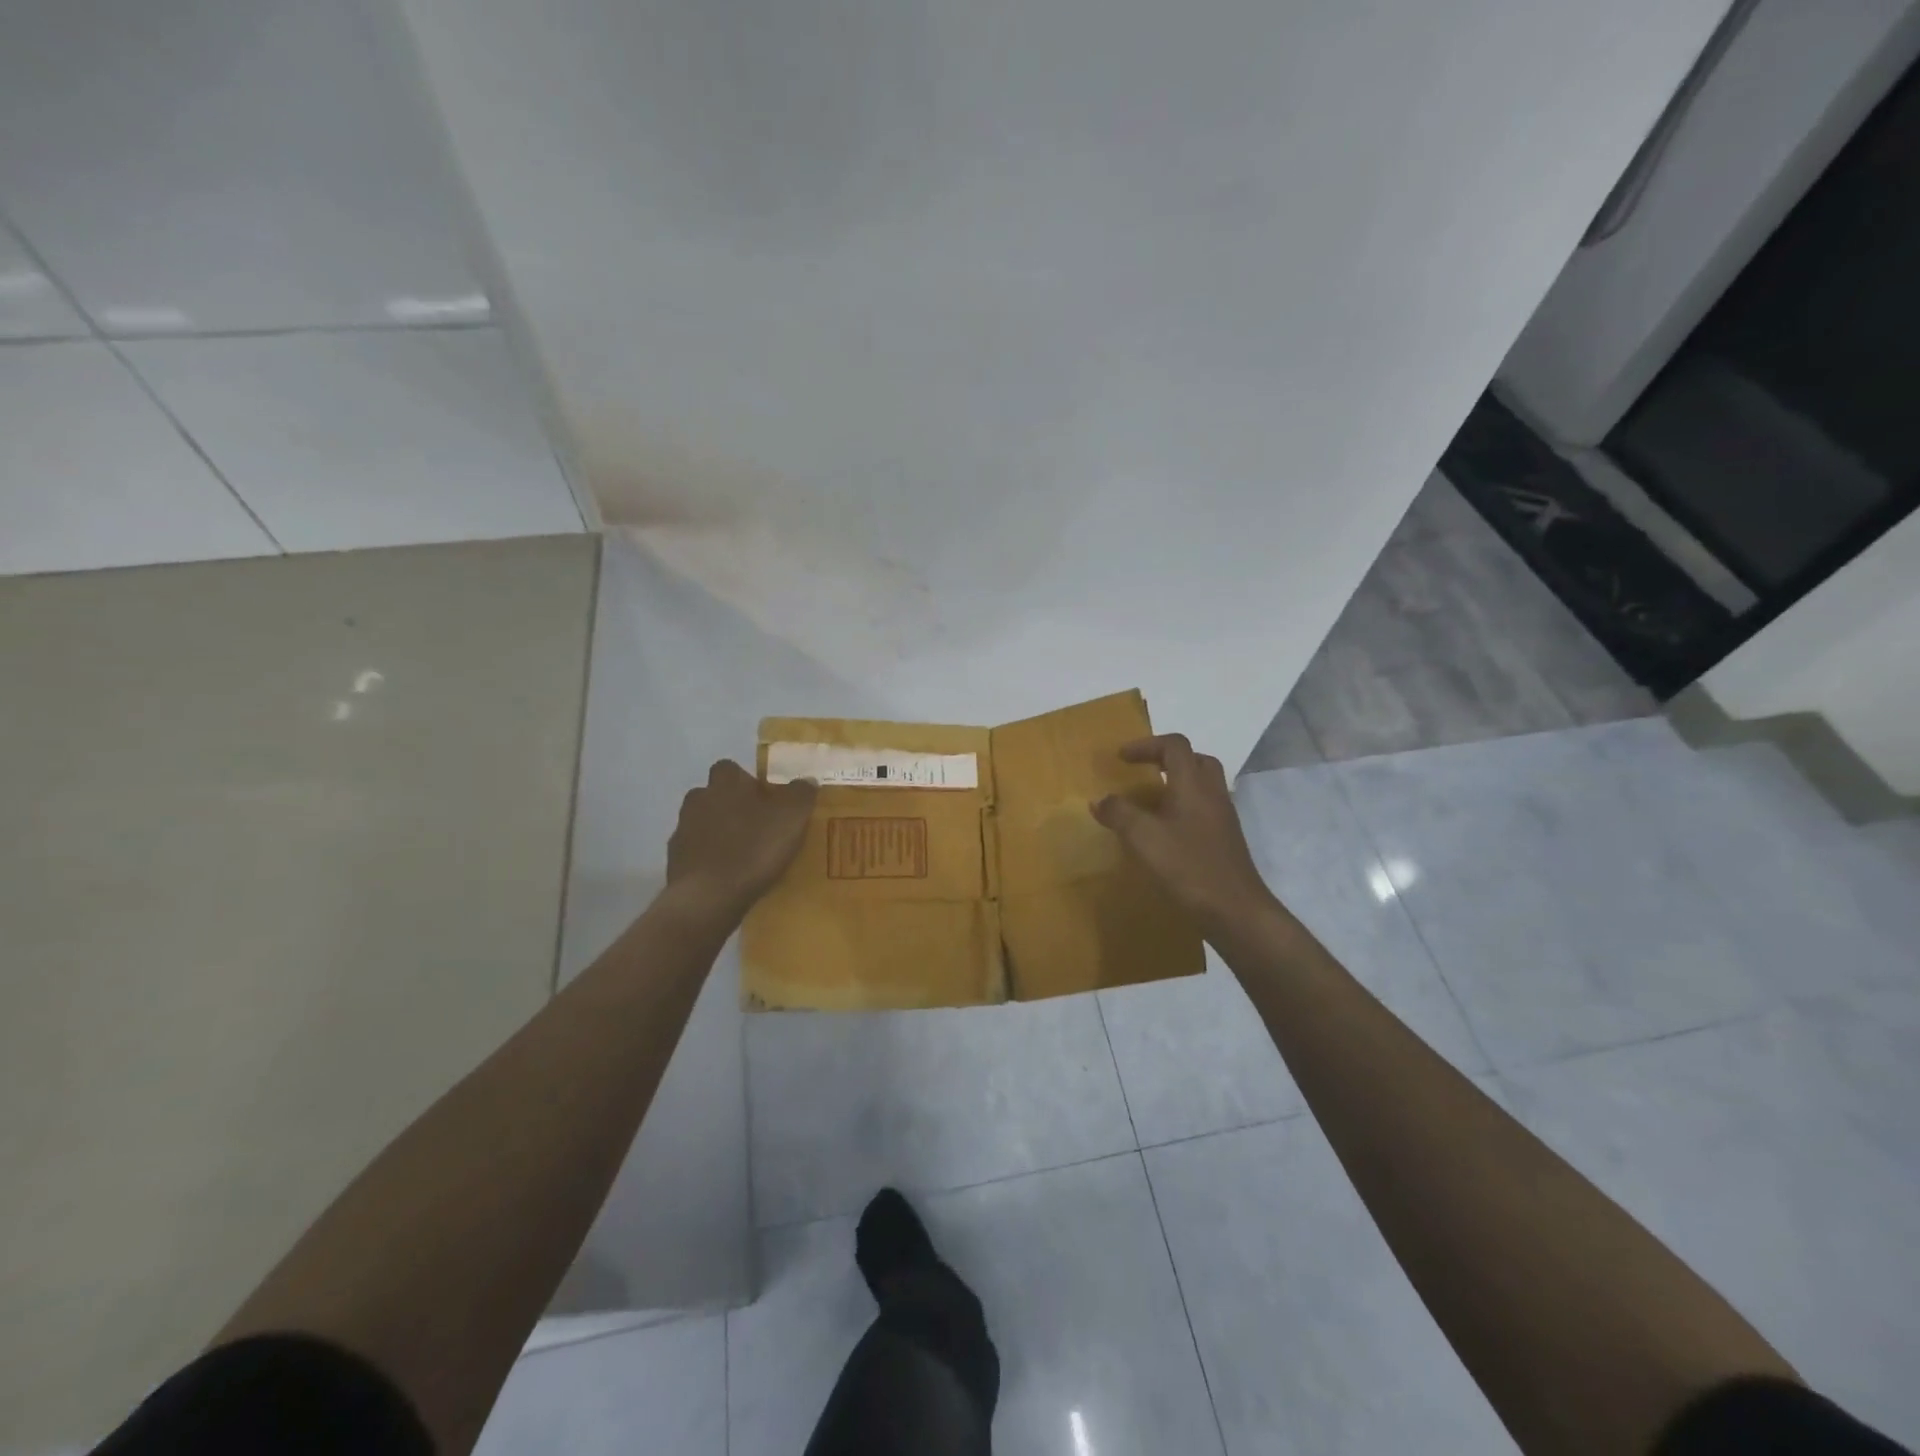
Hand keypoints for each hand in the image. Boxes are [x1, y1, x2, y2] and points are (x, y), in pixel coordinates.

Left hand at [666, 761, 816, 919]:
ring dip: (719, 833)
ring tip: (744, 854)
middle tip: (757, 827)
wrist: (708, 897)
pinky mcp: (675, 861)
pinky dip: (709, 859)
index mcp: (725, 783)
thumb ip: (801, 793)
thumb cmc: (754, 848)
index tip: (765, 799)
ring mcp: (683, 831)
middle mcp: (699, 799)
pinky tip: (727, 875)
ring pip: (703, 824)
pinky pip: (696, 852)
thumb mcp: (792, 817)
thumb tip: (807, 780)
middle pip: (715, 795)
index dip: (747, 781)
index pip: (731, 769)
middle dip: (732, 807)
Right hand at [1091, 734, 1279, 932]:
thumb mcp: (1143, 838)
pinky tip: (1166, 830)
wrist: (1235, 910)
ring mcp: (1223, 817)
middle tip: (1143, 772)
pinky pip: (1205, 808)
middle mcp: (1212, 793)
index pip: (1174, 745)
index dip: (1146, 745)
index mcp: (1193, 785)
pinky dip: (1184, 806)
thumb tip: (1099, 799)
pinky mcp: (1226, 839)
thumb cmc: (1188, 867)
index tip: (1122, 758)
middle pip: (1195, 759)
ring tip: (1150, 801)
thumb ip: (1119, 813)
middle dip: (1166, 759)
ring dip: (1177, 783)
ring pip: (1203, 784)